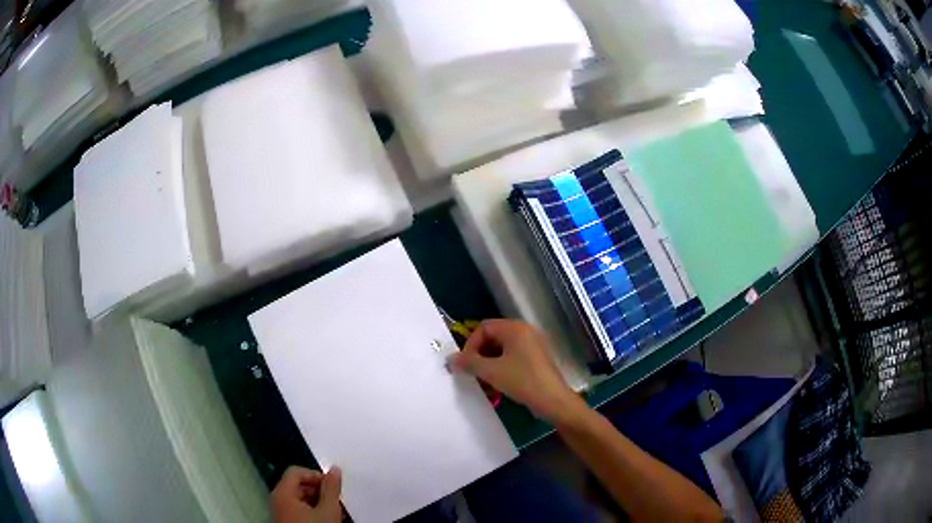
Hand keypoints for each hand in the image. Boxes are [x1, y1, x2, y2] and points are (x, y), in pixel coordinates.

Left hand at [271, 466, 342, 522]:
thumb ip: (332, 488)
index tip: (331, 486)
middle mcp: (277, 499)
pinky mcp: (284, 521)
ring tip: (331, 513)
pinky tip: (323, 521)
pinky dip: (310, 512)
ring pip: (298, 498)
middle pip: (297, 484)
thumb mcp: (328, 509)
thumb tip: (334, 471)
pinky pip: (296, 509)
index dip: (316, 476)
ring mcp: (279, 512)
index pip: (296, 471)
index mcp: (283, 492)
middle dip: (318, 491)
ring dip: (316, 502)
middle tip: (333, 501)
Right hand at [448, 319, 585, 423]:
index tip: (466, 364)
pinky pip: (513, 356)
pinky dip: (501, 367)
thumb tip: (451, 359)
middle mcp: (525, 331)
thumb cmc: (522, 381)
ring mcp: (533, 345)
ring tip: (483, 380)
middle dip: (479, 354)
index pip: (484, 327)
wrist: (553, 400)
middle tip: (472, 372)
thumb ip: (469, 363)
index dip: (470, 344)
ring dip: (489, 362)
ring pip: (502, 349)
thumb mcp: (491, 372)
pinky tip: (497, 384)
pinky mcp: (537, 358)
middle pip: (493, 337)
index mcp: (515, 328)